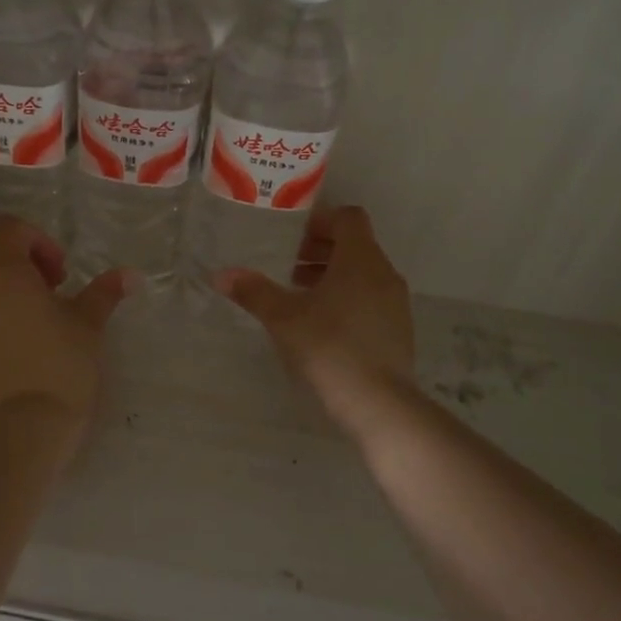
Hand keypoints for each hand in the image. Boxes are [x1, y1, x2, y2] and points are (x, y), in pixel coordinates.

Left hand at [0, 216, 131, 435]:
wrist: (21, 437)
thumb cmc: (62, 371)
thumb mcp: (90, 328)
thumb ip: (105, 293)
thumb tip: (130, 275)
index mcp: (7, 277)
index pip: (7, 228)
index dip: (34, 239)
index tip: (58, 273)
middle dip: (13, 266)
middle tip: (44, 297)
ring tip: (24, 337)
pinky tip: (3, 368)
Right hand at [213, 206, 414, 422]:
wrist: (378, 403)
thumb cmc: (329, 347)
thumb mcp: (283, 318)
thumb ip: (254, 292)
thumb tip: (221, 274)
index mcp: (360, 259)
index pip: (348, 218)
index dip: (321, 221)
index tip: (293, 239)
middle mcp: (384, 273)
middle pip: (355, 245)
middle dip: (322, 251)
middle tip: (289, 268)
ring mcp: (396, 302)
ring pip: (364, 274)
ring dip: (333, 276)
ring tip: (301, 297)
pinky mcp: (399, 329)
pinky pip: (372, 298)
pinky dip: (348, 298)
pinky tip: (323, 326)